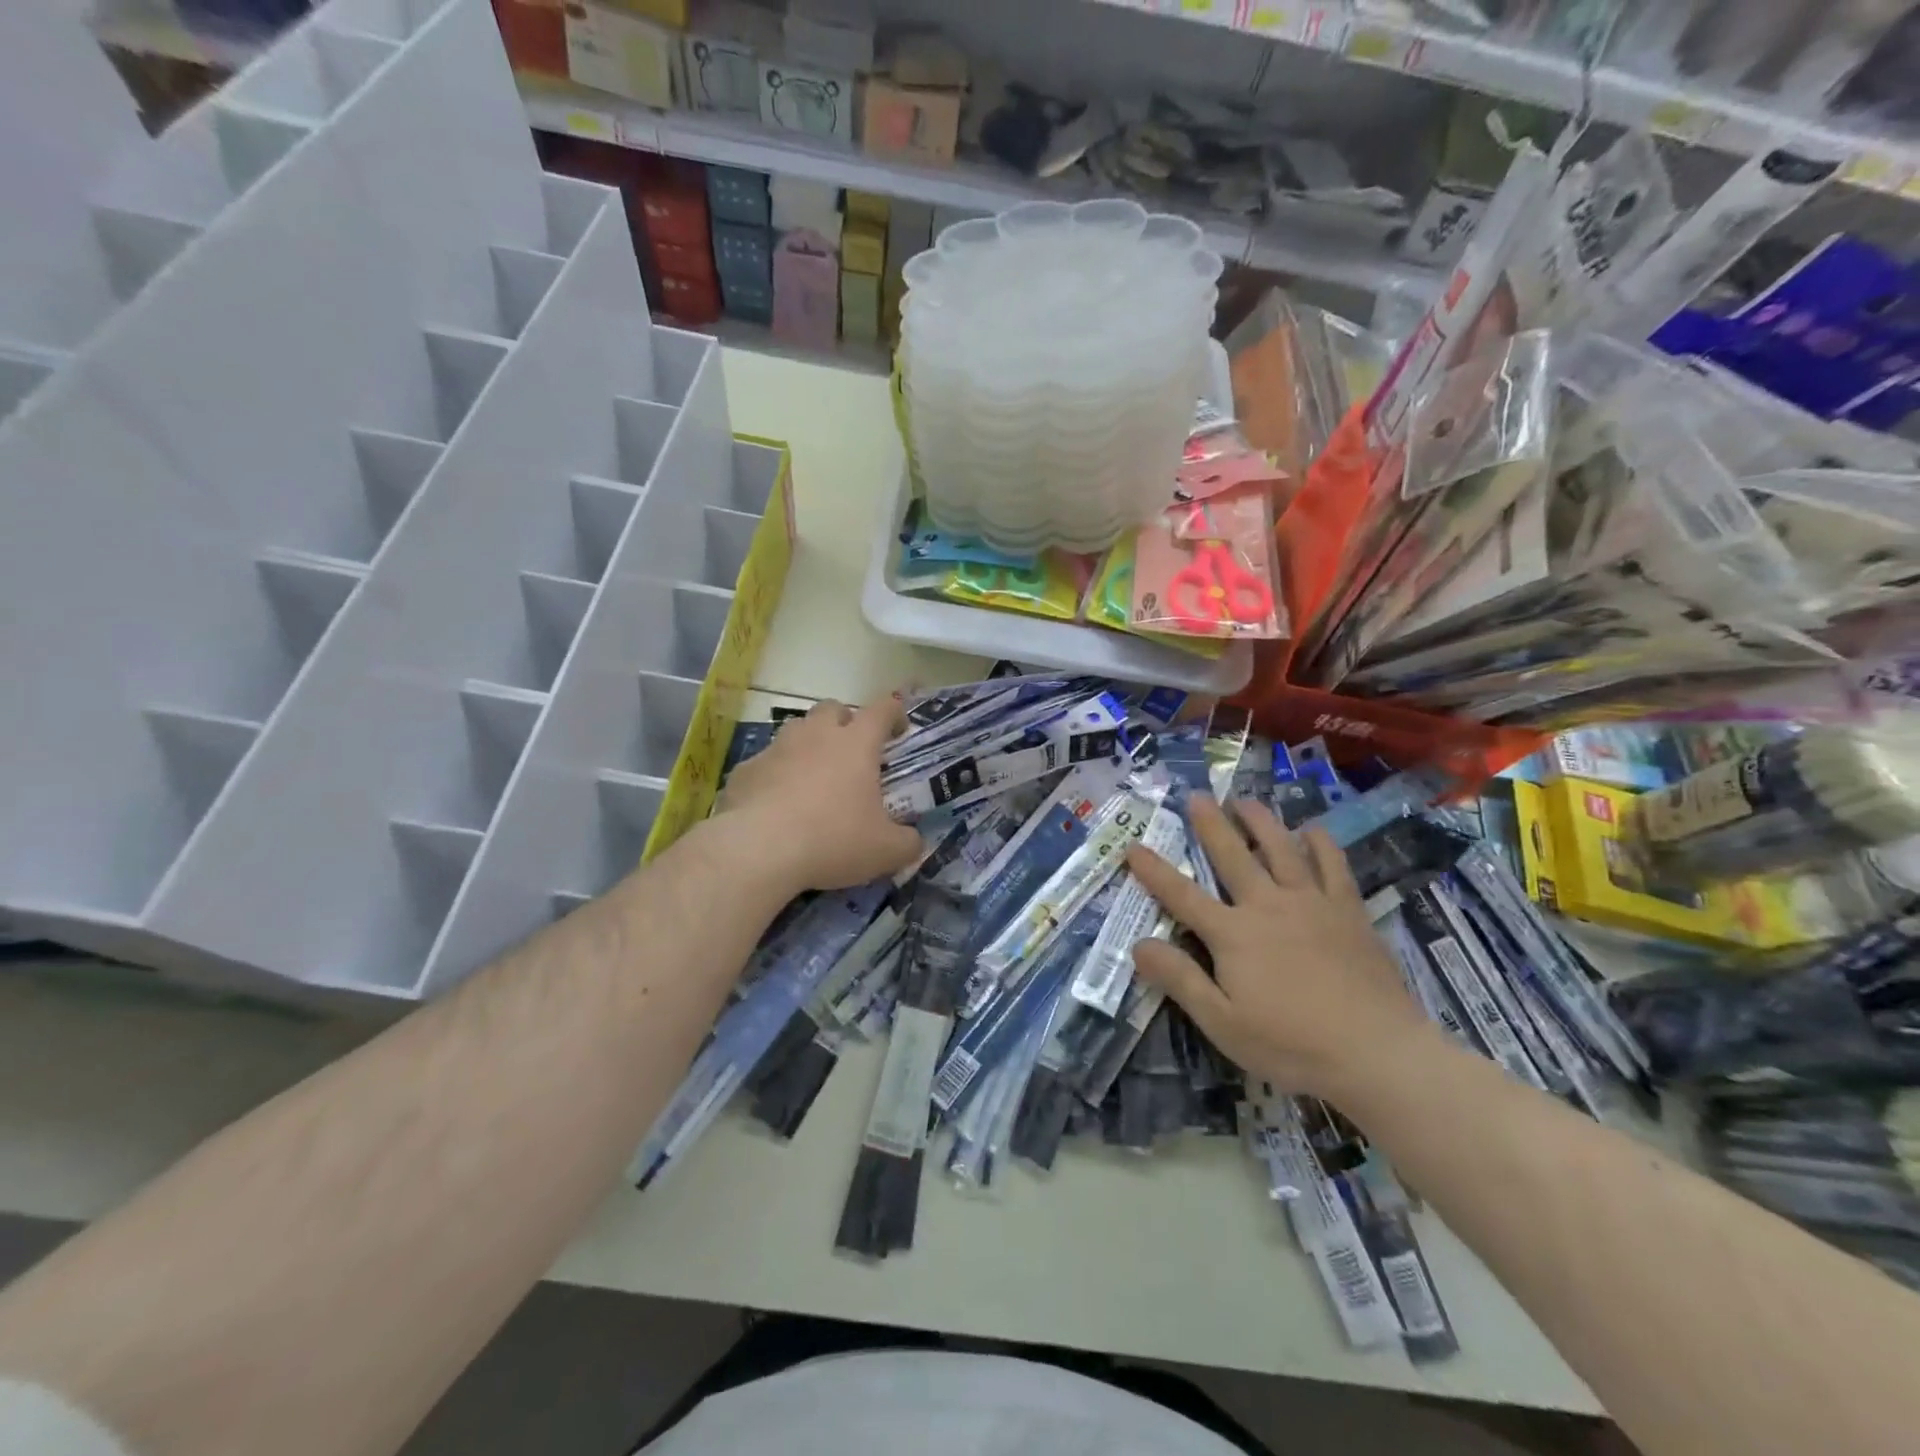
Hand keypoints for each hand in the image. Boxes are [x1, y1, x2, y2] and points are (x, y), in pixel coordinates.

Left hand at [716, 695, 924, 893]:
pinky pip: (765, 763)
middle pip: (833, 708)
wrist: (759, 850)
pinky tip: (776, 804)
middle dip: (845, 722)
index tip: (899, 729)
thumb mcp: (885, 851)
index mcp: (856, 744)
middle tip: (852, 751)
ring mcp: (777, 749)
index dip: (894, 713)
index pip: (882, 710)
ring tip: (813, 776)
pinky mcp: (746, 770)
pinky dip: (775, 776)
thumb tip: (914, 841)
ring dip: (808, 744)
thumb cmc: (833, 839)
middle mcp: (816, 735)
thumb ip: (907, 843)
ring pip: (796, 730)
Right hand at [1124, 797, 1435, 1098]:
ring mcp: (1311, 903)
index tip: (1133, 847)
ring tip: (1245, 801)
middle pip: (1232, 856)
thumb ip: (1180, 980)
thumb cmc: (1292, 1044)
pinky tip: (1312, 830)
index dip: (1154, 871)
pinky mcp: (1348, 910)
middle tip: (1197, 796)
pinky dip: (1320, 843)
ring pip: (1281, 848)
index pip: (1182, 896)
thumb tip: (1138, 944)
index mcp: (1233, 934)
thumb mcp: (1222, 1023)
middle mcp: (1267, 906)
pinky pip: (1333, 865)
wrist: (1378, 1052)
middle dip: (1210, 825)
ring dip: (1260, 821)